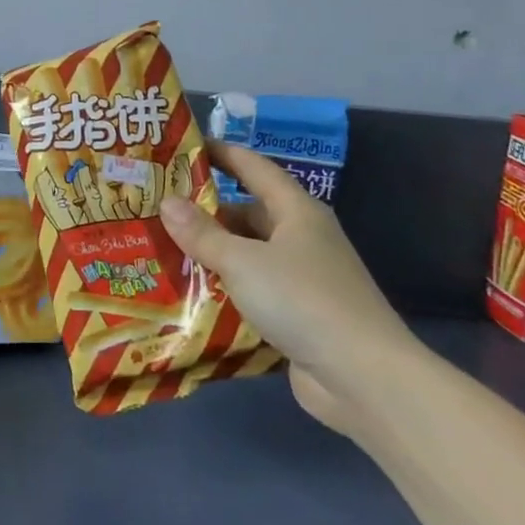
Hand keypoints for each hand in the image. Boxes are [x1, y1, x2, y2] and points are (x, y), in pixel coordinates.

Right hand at [160, 143, 417, 429]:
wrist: (364, 378)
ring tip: (163, 249)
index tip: (187, 145)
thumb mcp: (243, 261)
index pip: (255, 168)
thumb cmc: (303, 300)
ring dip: (213, 254)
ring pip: (248, 255)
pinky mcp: (299, 316)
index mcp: (297, 212)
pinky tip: (190, 294)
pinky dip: (226, 290)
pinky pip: (253, 292)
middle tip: (159, 208)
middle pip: (249, 214)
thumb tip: (166, 201)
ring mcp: (303, 279)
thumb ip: (202, 233)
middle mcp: (302, 239)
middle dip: (206, 212)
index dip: (223, 154)